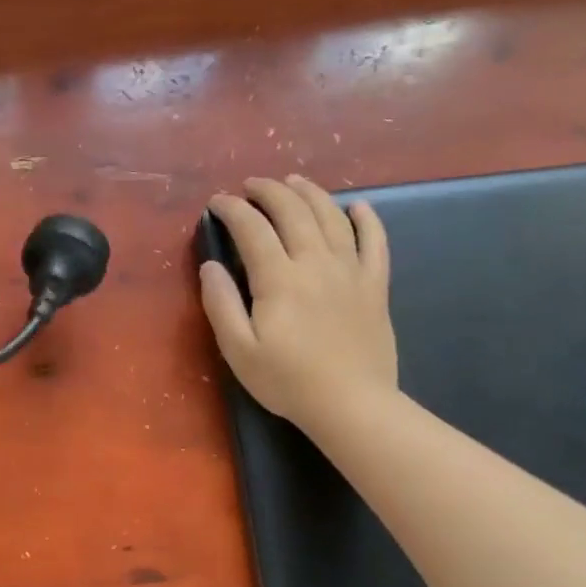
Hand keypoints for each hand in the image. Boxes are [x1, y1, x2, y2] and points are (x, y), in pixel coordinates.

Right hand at [200, 176, 397, 430]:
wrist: (352, 404)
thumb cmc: (286, 380)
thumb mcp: (237, 349)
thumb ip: (221, 303)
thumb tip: (210, 266)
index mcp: (278, 279)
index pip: (252, 229)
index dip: (232, 209)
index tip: (217, 202)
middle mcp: (316, 263)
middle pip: (293, 211)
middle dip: (269, 191)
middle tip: (251, 185)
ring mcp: (350, 272)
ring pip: (332, 217)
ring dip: (310, 193)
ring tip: (293, 182)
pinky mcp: (374, 286)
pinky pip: (375, 243)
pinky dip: (367, 220)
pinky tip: (358, 207)